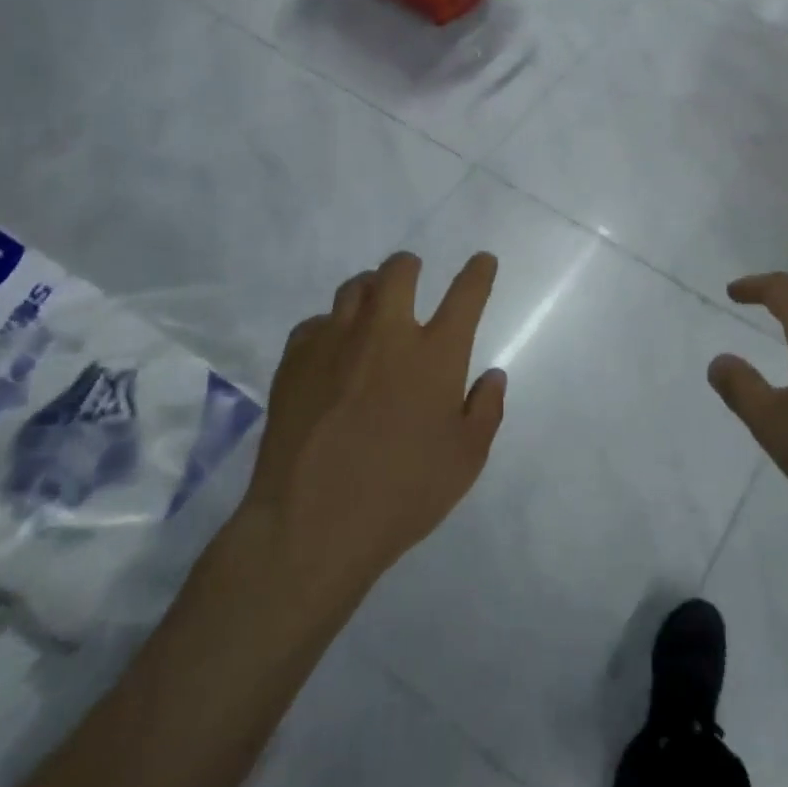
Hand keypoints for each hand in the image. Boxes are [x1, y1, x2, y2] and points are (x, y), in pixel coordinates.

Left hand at [237, 252, 505, 606]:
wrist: (309, 526)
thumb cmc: (401, 494)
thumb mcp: (466, 461)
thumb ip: (486, 411)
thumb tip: (493, 376)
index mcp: (435, 354)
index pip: (466, 294)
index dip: (478, 272)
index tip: (482, 261)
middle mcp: (385, 334)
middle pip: (398, 271)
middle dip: (410, 266)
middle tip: (412, 275)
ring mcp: (335, 343)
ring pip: (354, 289)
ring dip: (370, 289)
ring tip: (373, 307)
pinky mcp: (295, 362)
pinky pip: (316, 324)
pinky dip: (331, 327)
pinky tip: (332, 351)